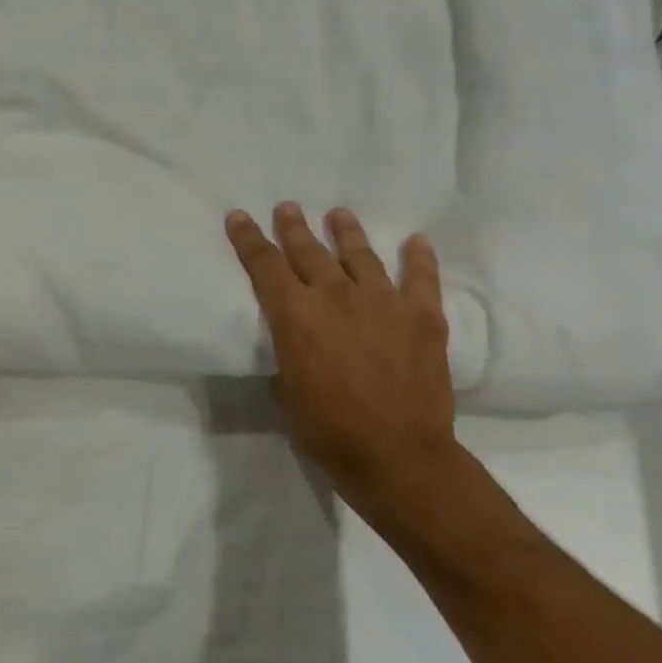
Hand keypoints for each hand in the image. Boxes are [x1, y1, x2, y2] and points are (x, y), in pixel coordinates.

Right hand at [225, 202, 464, 524]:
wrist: (397, 455)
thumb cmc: (326, 428)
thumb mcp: (285, 387)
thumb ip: (288, 351)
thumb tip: (294, 340)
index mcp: (294, 314)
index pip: (263, 265)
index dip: (248, 239)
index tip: (239, 217)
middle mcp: (335, 297)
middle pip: (309, 251)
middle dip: (293, 227)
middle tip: (287, 207)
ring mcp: (383, 303)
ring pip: (360, 255)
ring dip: (347, 232)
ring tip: (339, 215)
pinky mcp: (423, 317)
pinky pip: (421, 279)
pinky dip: (418, 258)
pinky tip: (415, 241)